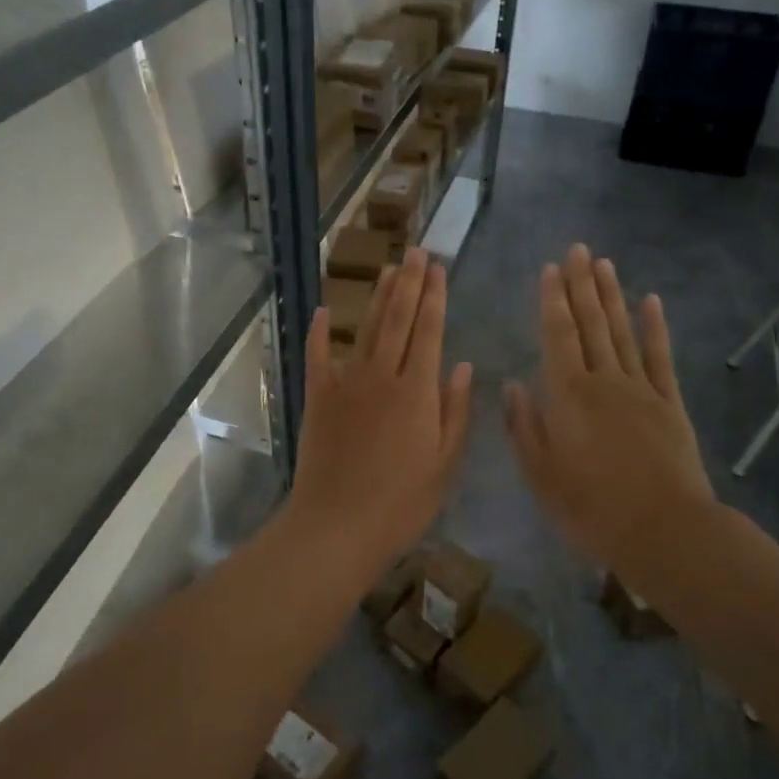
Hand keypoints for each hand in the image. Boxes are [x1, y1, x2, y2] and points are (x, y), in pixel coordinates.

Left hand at [287, 248, 473, 585]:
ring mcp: (345, 384)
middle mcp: (382, 376)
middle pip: (398, 319)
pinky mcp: (317, 399)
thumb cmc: (400, 504)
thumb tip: (461, 365)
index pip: (429, 331)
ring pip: (366, 330)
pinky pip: (318, 357)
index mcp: (417, 392)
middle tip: (417, 252)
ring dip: (378, 297)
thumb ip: (454, 411)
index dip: (435, 297)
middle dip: (409, 283)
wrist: (336, 526)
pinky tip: (325, 310)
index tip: (439, 268)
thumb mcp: (444, 464)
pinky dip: (320, 332)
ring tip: (389, 269)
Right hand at [504, 244, 718, 583]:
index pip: (557, 335)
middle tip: (579, 250)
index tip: (550, 268)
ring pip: (623, 332)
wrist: (663, 530)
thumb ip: (524, 426)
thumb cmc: (591, 507)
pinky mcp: (670, 404)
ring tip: (605, 265)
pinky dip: (655, 328)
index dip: (552, 300)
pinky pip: (661, 358)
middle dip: (581, 285)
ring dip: (612, 296)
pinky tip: (651, 302)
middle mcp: (604, 380)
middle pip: (591, 324)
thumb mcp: (540, 474)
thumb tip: (512, 385)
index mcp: (568, 395)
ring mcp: (641, 389)